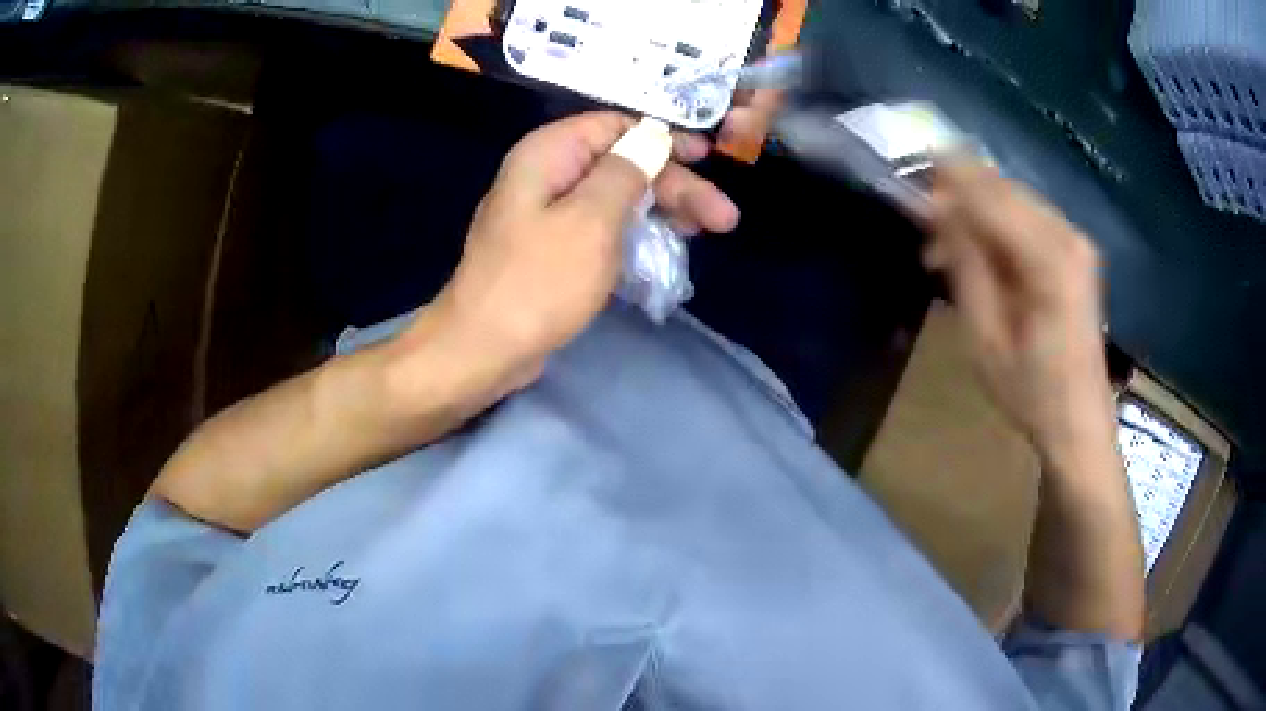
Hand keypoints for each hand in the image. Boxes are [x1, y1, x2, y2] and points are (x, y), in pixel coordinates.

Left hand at [418, 112, 739, 390]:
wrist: (482, 350)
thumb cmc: (538, 282)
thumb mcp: (591, 220)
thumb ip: (626, 171)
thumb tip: (653, 134)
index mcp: (549, 153)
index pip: (616, 126)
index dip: (665, 138)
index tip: (708, 158)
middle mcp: (546, 174)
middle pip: (622, 164)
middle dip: (675, 186)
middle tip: (723, 219)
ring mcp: (547, 213)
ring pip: (616, 197)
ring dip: (661, 211)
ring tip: (706, 232)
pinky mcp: (552, 248)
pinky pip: (601, 226)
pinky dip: (635, 233)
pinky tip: (666, 248)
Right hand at [923, 159, 1116, 464]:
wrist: (1079, 422)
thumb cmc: (1031, 393)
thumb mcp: (985, 339)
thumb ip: (965, 266)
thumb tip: (938, 210)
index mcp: (1049, 260)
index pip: (989, 194)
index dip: (947, 180)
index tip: (910, 181)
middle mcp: (1067, 235)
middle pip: (1002, 187)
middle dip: (959, 195)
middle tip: (925, 231)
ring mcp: (1076, 239)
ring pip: (1012, 196)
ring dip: (975, 210)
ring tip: (946, 252)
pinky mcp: (1076, 249)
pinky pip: (1026, 215)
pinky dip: (996, 223)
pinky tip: (980, 254)